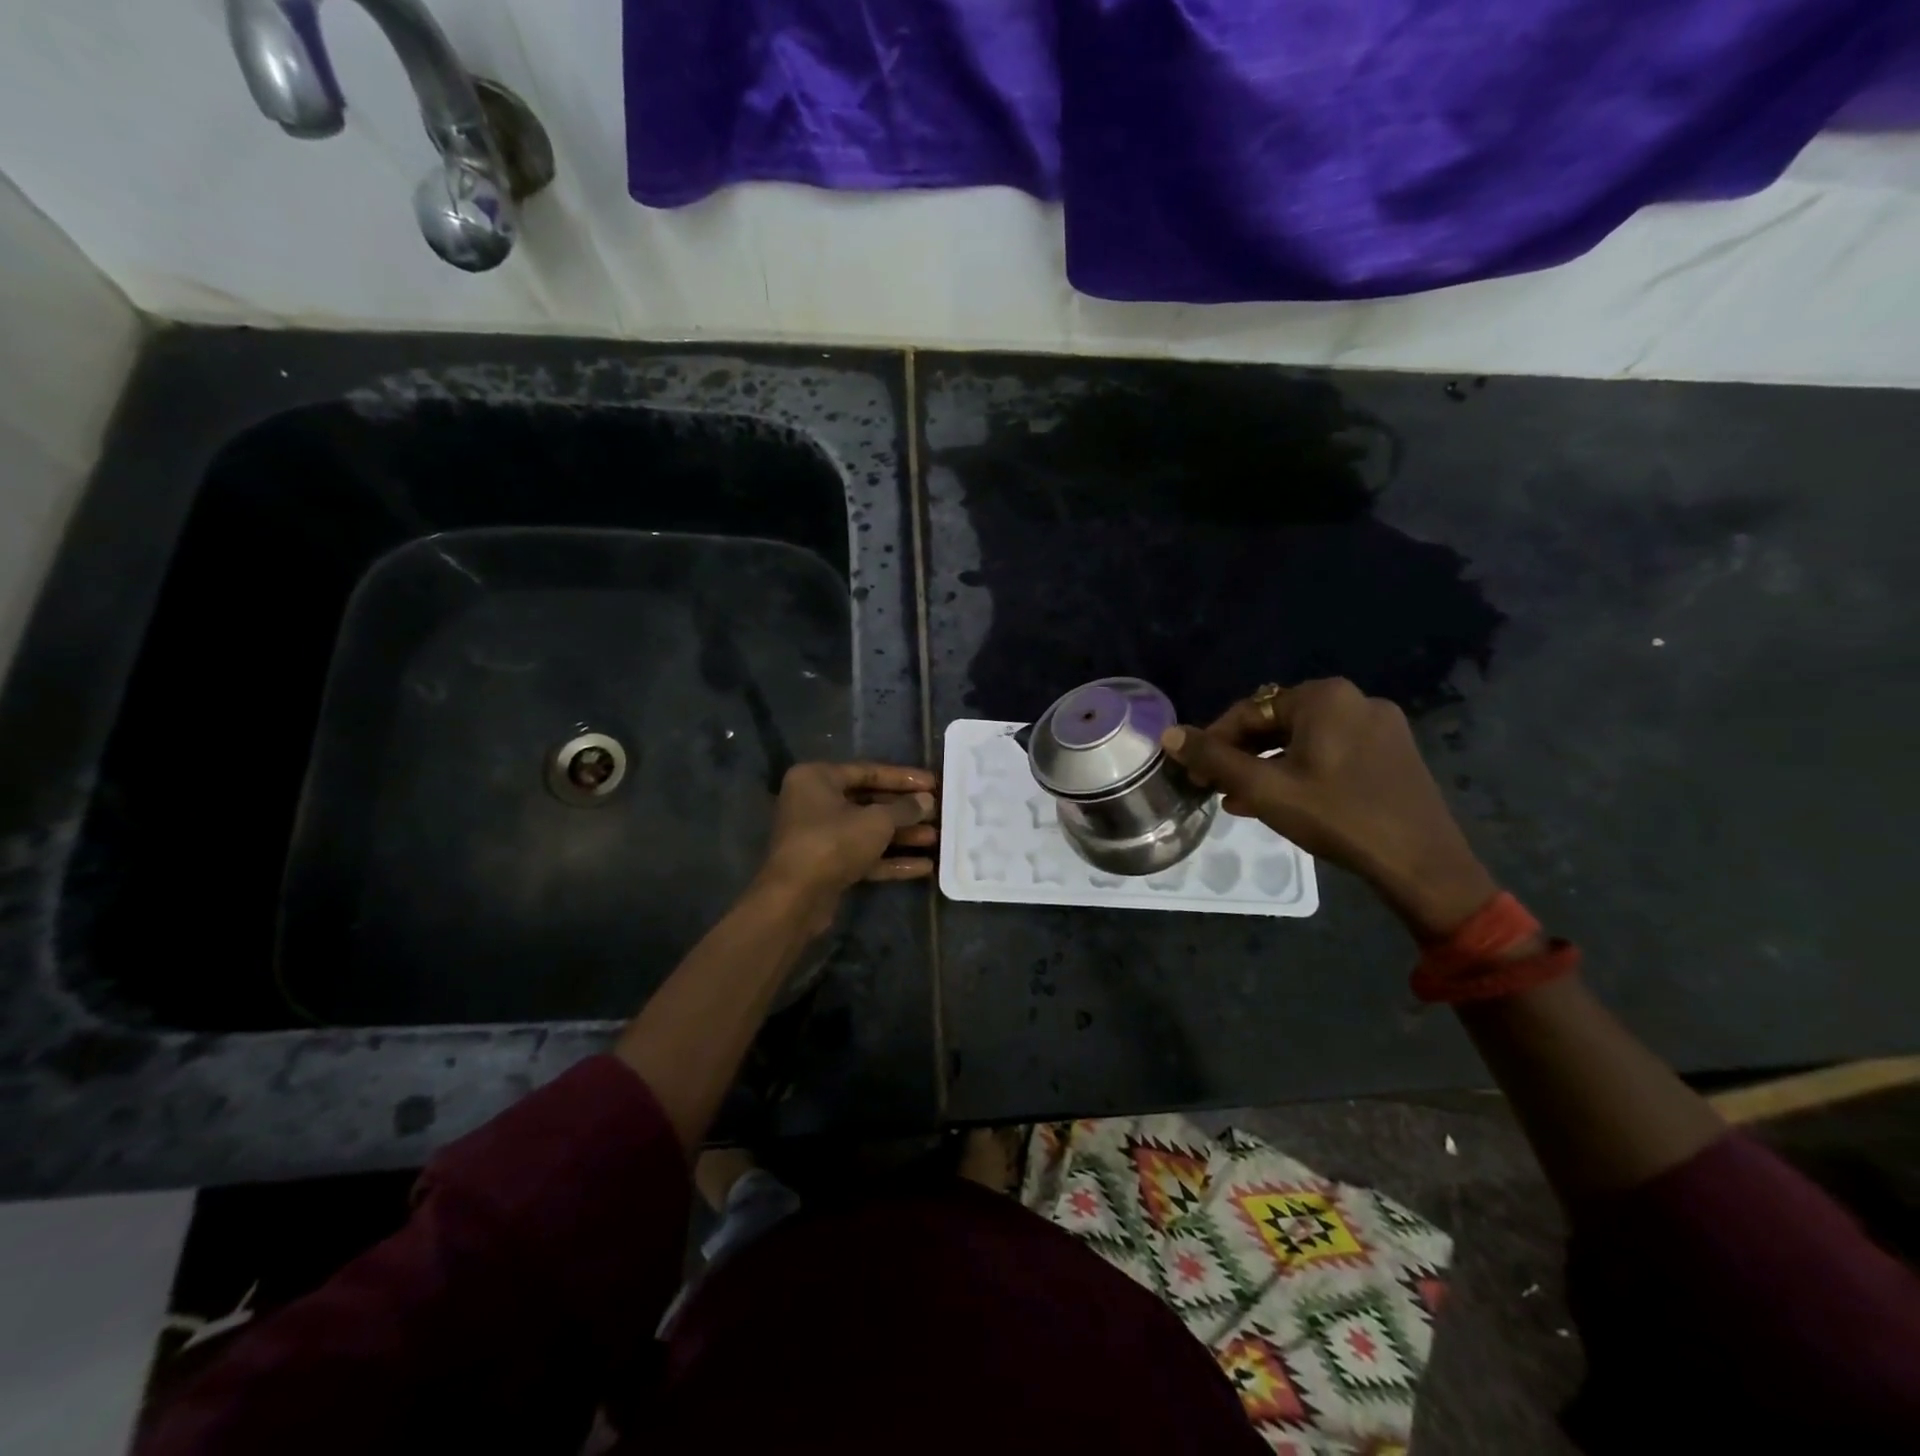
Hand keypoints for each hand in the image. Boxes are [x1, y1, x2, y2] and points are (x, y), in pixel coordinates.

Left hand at [754, 762, 938, 932]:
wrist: (795, 899)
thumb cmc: (833, 843)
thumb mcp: (876, 821)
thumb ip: (904, 808)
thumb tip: (927, 801)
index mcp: (817, 778)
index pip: (868, 771)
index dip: (903, 778)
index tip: (933, 783)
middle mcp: (814, 802)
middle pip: (869, 802)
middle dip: (905, 810)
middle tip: (938, 812)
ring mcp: (819, 836)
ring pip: (867, 831)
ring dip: (901, 836)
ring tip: (936, 839)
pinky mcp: (826, 865)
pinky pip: (863, 855)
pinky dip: (890, 860)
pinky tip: (924, 867)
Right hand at [1160, 680, 1496, 938]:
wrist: (1421, 863)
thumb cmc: (1336, 817)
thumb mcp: (1263, 789)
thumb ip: (1213, 759)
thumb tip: (1170, 734)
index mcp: (1325, 697)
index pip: (1250, 710)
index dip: (1214, 740)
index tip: (1193, 771)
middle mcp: (1355, 700)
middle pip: (1278, 723)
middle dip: (1242, 755)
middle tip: (1215, 787)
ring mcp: (1381, 727)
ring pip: (1305, 741)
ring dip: (1268, 766)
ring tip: (1241, 799)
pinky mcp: (1394, 754)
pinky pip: (1333, 754)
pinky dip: (1301, 771)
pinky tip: (1284, 801)